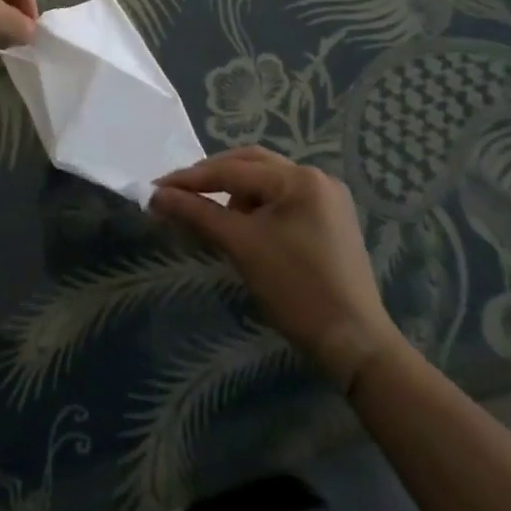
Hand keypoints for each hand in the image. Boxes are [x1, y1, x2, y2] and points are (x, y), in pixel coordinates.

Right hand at [152, 147, 403, 394]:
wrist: (356, 345)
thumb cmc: (296, 290)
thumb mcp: (241, 246)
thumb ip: (196, 214)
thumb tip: (155, 196)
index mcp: (299, 178)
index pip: (232, 169)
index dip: (190, 179)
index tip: (156, 188)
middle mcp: (316, 177)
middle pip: (251, 165)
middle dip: (212, 178)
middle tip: (178, 193)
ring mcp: (327, 198)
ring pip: (266, 181)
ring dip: (235, 192)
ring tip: (212, 214)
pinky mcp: (330, 220)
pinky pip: (283, 199)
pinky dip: (257, 207)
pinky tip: (242, 224)